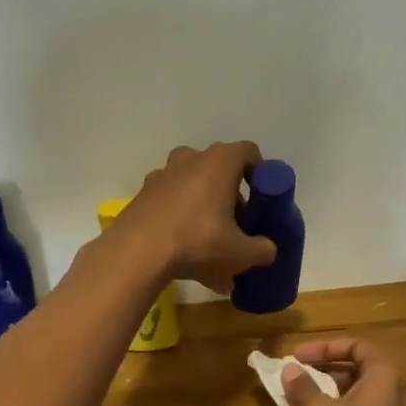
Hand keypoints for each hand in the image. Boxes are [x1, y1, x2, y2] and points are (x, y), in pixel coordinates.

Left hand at [121, 142, 277, 293]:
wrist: (137, 253)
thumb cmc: (198, 241)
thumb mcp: (241, 253)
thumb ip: (262, 250)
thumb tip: (268, 250)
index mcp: (219, 162)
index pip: (248, 152)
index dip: (259, 171)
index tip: (262, 196)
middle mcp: (190, 159)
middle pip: (218, 169)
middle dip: (230, 194)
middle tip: (237, 223)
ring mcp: (162, 175)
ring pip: (191, 185)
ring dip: (203, 205)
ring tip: (209, 239)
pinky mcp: (142, 195)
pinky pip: (170, 202)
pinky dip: (180, 218)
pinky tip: (183, 250)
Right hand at [280, 338, 405, 405]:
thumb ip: (302, 387)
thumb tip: (290, 370)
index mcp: (381, 379)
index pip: (358, 347)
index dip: (327, 346)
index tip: (299, 355)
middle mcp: (381, 399)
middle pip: (347, 375)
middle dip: (315, 376)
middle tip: (289, 378)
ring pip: (338, 404)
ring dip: (309, 403)